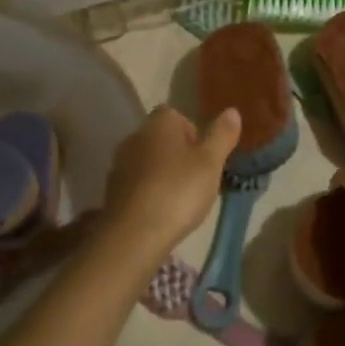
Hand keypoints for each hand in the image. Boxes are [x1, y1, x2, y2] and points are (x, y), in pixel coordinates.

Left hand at [100, 105, 240, 270]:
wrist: (134, 235)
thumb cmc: (178, 192)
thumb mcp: (210, 163)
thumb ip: (221, 135)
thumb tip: (232, 111)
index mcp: (159, 124)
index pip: (176, 115)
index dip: (194, 132)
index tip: (205, 156)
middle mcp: (135, 137)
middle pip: (162, 138)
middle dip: (179, 154)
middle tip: (198, 179)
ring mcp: (120, 164)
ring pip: (149, 161)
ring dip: (164, 173)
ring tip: (182, 199)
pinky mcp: (112, 191)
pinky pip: (137, 184)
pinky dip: (149, 192)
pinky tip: (162, 212)